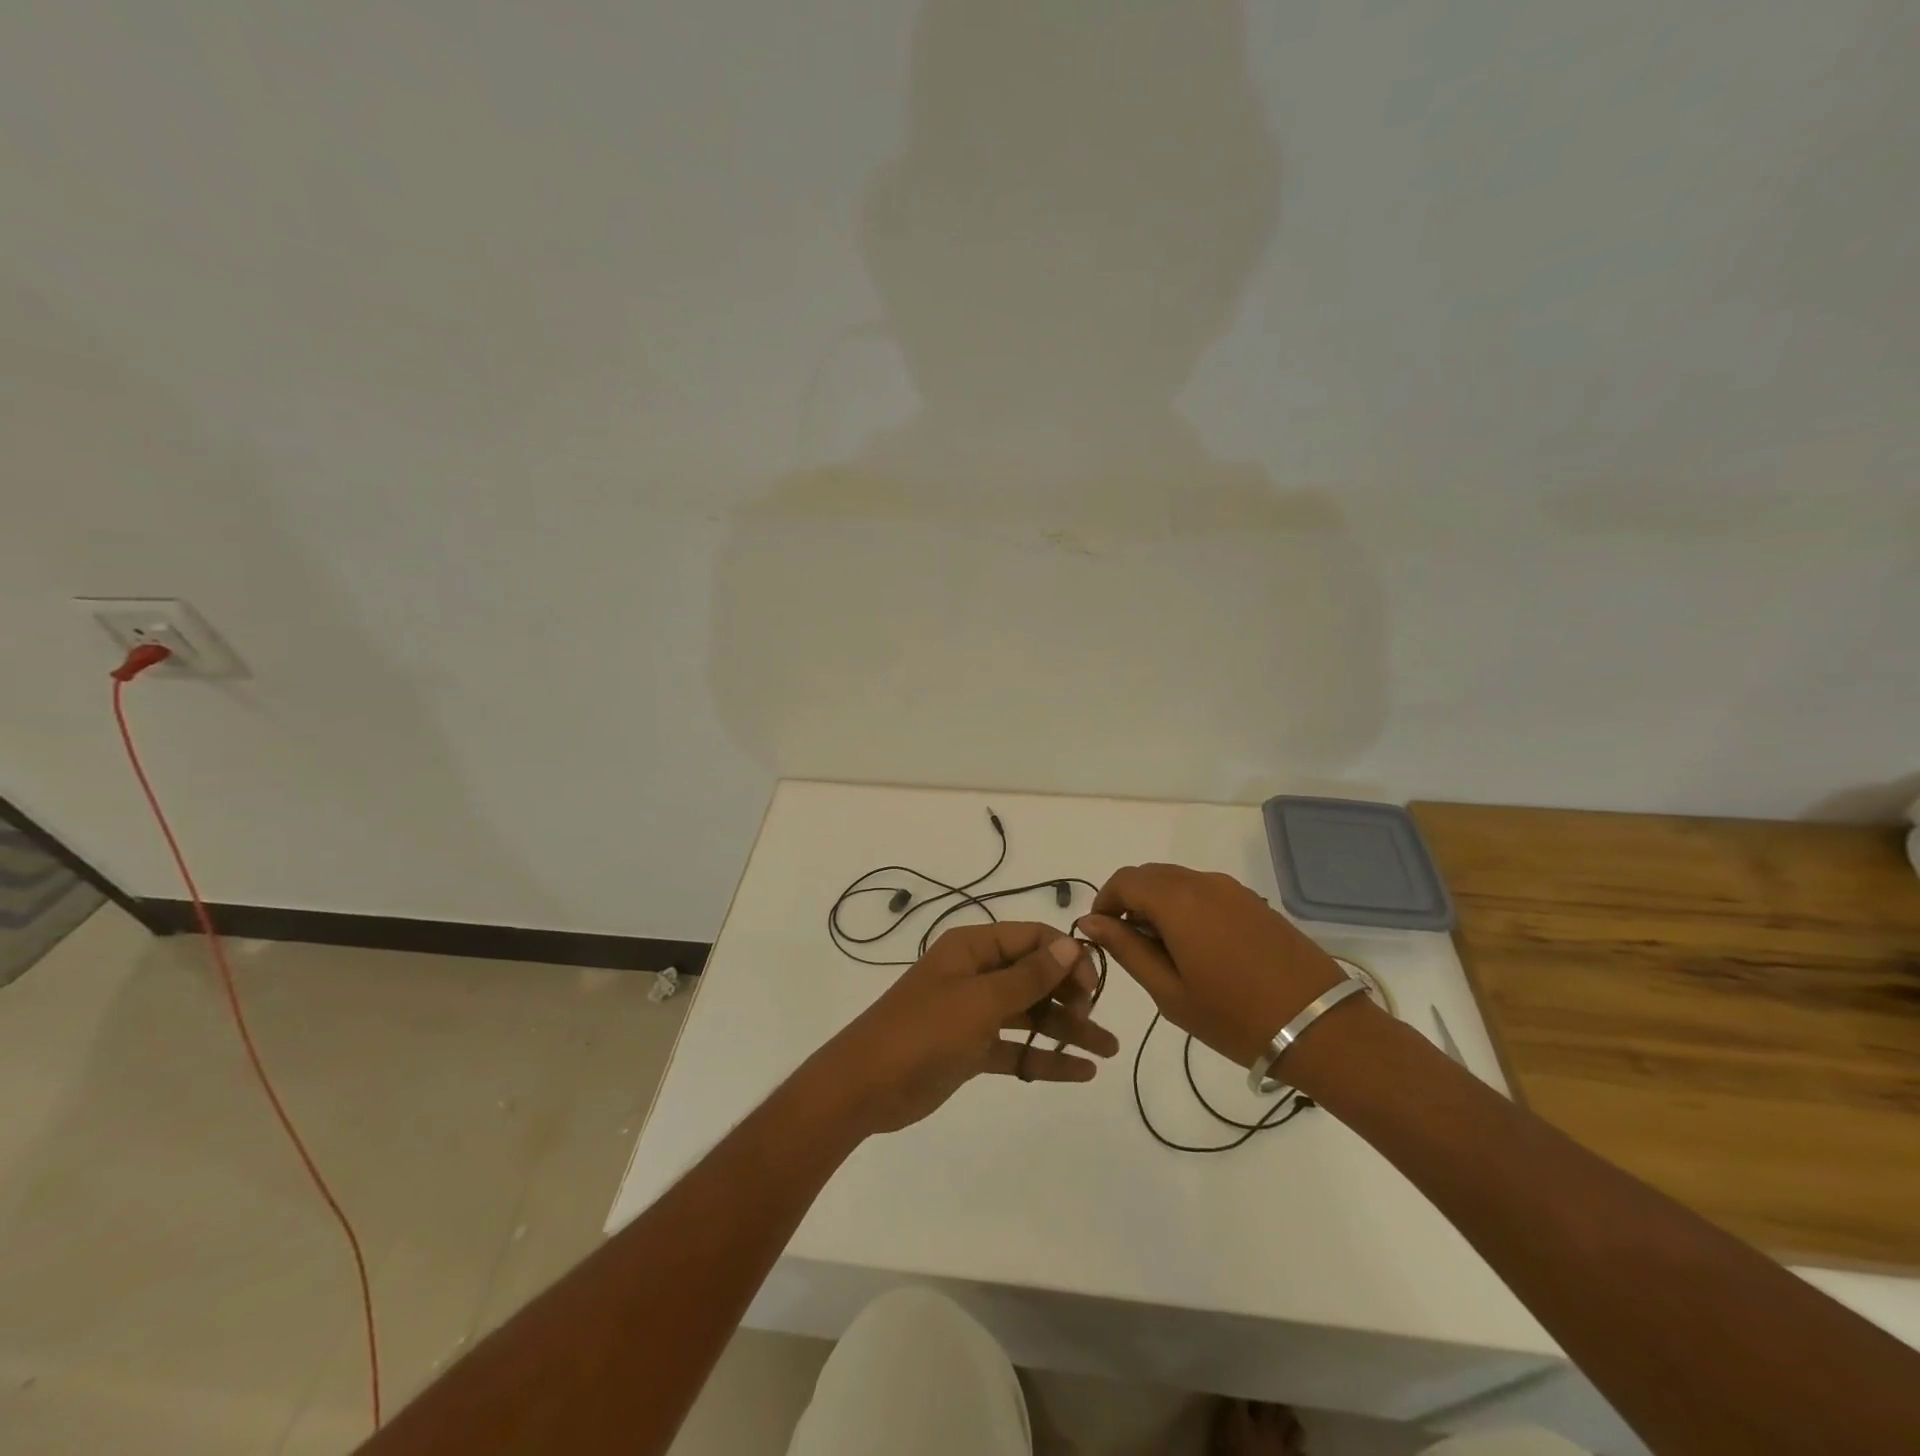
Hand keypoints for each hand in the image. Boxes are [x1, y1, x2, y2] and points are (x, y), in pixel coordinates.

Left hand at [805, 922, 1117, 1136]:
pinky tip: (1081, 1072)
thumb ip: (1028, 976)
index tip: (1093, 987)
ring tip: (1108, 1051)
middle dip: (1071, 994)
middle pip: (1035, 975)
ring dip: (1067, 1029)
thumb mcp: (980, 1001)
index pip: (1033, 938)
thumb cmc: (923, 1031)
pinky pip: (1016, 1046)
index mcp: (973, 947)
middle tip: (1097, 1022)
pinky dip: (1044, 1057)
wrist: (865, 1087)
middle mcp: (976, 973)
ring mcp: (973, 1012)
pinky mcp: (971, 1048)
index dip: (1067, 956)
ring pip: (1030, 1013)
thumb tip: (1071, 943)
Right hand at [1076, 864, 1344, 1068]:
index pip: (1124, 881)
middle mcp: (1203, 882)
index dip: (1104, 903)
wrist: (1321, 1028)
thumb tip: (1090, 922)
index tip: (1101, 935)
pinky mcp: (1255, 902)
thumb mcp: (1169, 992)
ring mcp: (1233, 890)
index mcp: (1177, 901)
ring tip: (1164, 952)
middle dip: (1130, 902)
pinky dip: (1186, 907)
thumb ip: (1126, 949)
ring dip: (1158, 904)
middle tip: (1130, 947)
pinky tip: (1198, 948)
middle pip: (1150, 875)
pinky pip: (1205, 891)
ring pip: (1178, 881)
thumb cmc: (1235, 1017)